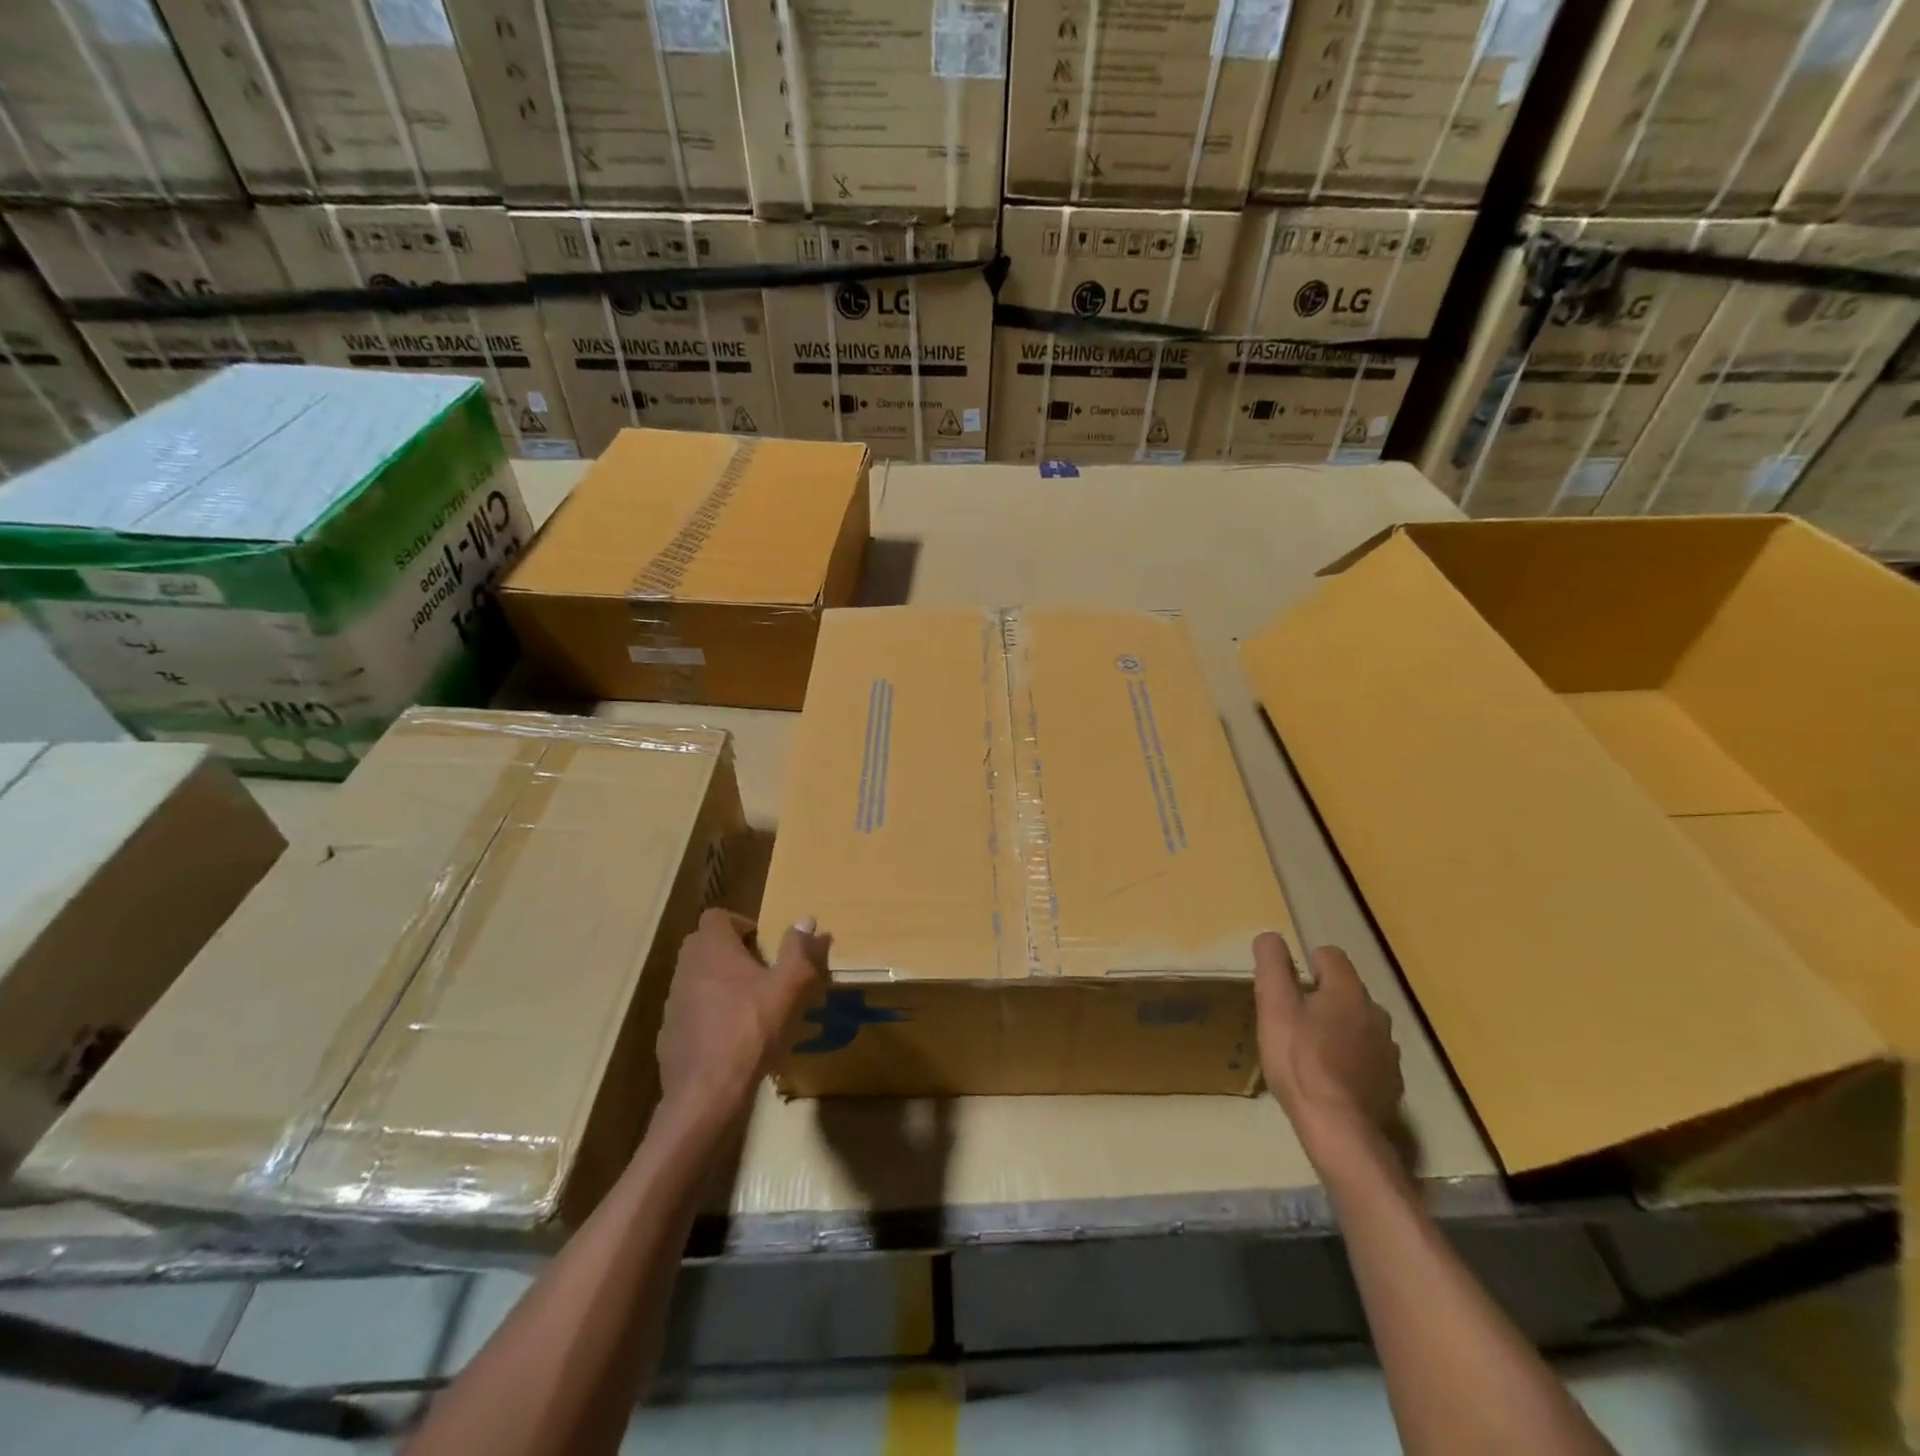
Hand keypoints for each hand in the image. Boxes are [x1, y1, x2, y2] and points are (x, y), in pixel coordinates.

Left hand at [657, 909, 825, 1127]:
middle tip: (762, 972)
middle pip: (705, 946)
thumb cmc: (750, 1031)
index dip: (742, 923)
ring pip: (698, 979)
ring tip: (751, 1007)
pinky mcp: (669, 1035)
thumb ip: (800, 951)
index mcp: (711, 949)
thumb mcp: (788, 988)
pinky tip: (733, 1039)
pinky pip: (692, 1013)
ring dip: (721, 984)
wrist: (706, 1095)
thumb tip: (808, 920)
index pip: (717, 916)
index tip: (764, 945)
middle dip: (733, 953)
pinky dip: (710, 1016)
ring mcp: (673, 1004)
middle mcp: (686, 969)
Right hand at [1253, 934, 1403, 1154]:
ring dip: (1339, 1029)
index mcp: (1348, 991)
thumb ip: (1272, 966)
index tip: (1288, 988)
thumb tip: (1270, 936)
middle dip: (1322, 999)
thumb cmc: (1299, 1060)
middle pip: (1346, 991)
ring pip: (1359, 1024)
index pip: (1330, 956)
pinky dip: (1352, 1060)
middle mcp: (1376, 1013)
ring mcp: (1388, 1050)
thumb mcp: (1274, 1006)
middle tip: (1293, 1022)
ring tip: (1311, 1052)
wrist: (1338, 1128)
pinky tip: (1331, 1079)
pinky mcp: (1392, 1082)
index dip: (1306, 964)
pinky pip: (1369, 1057)